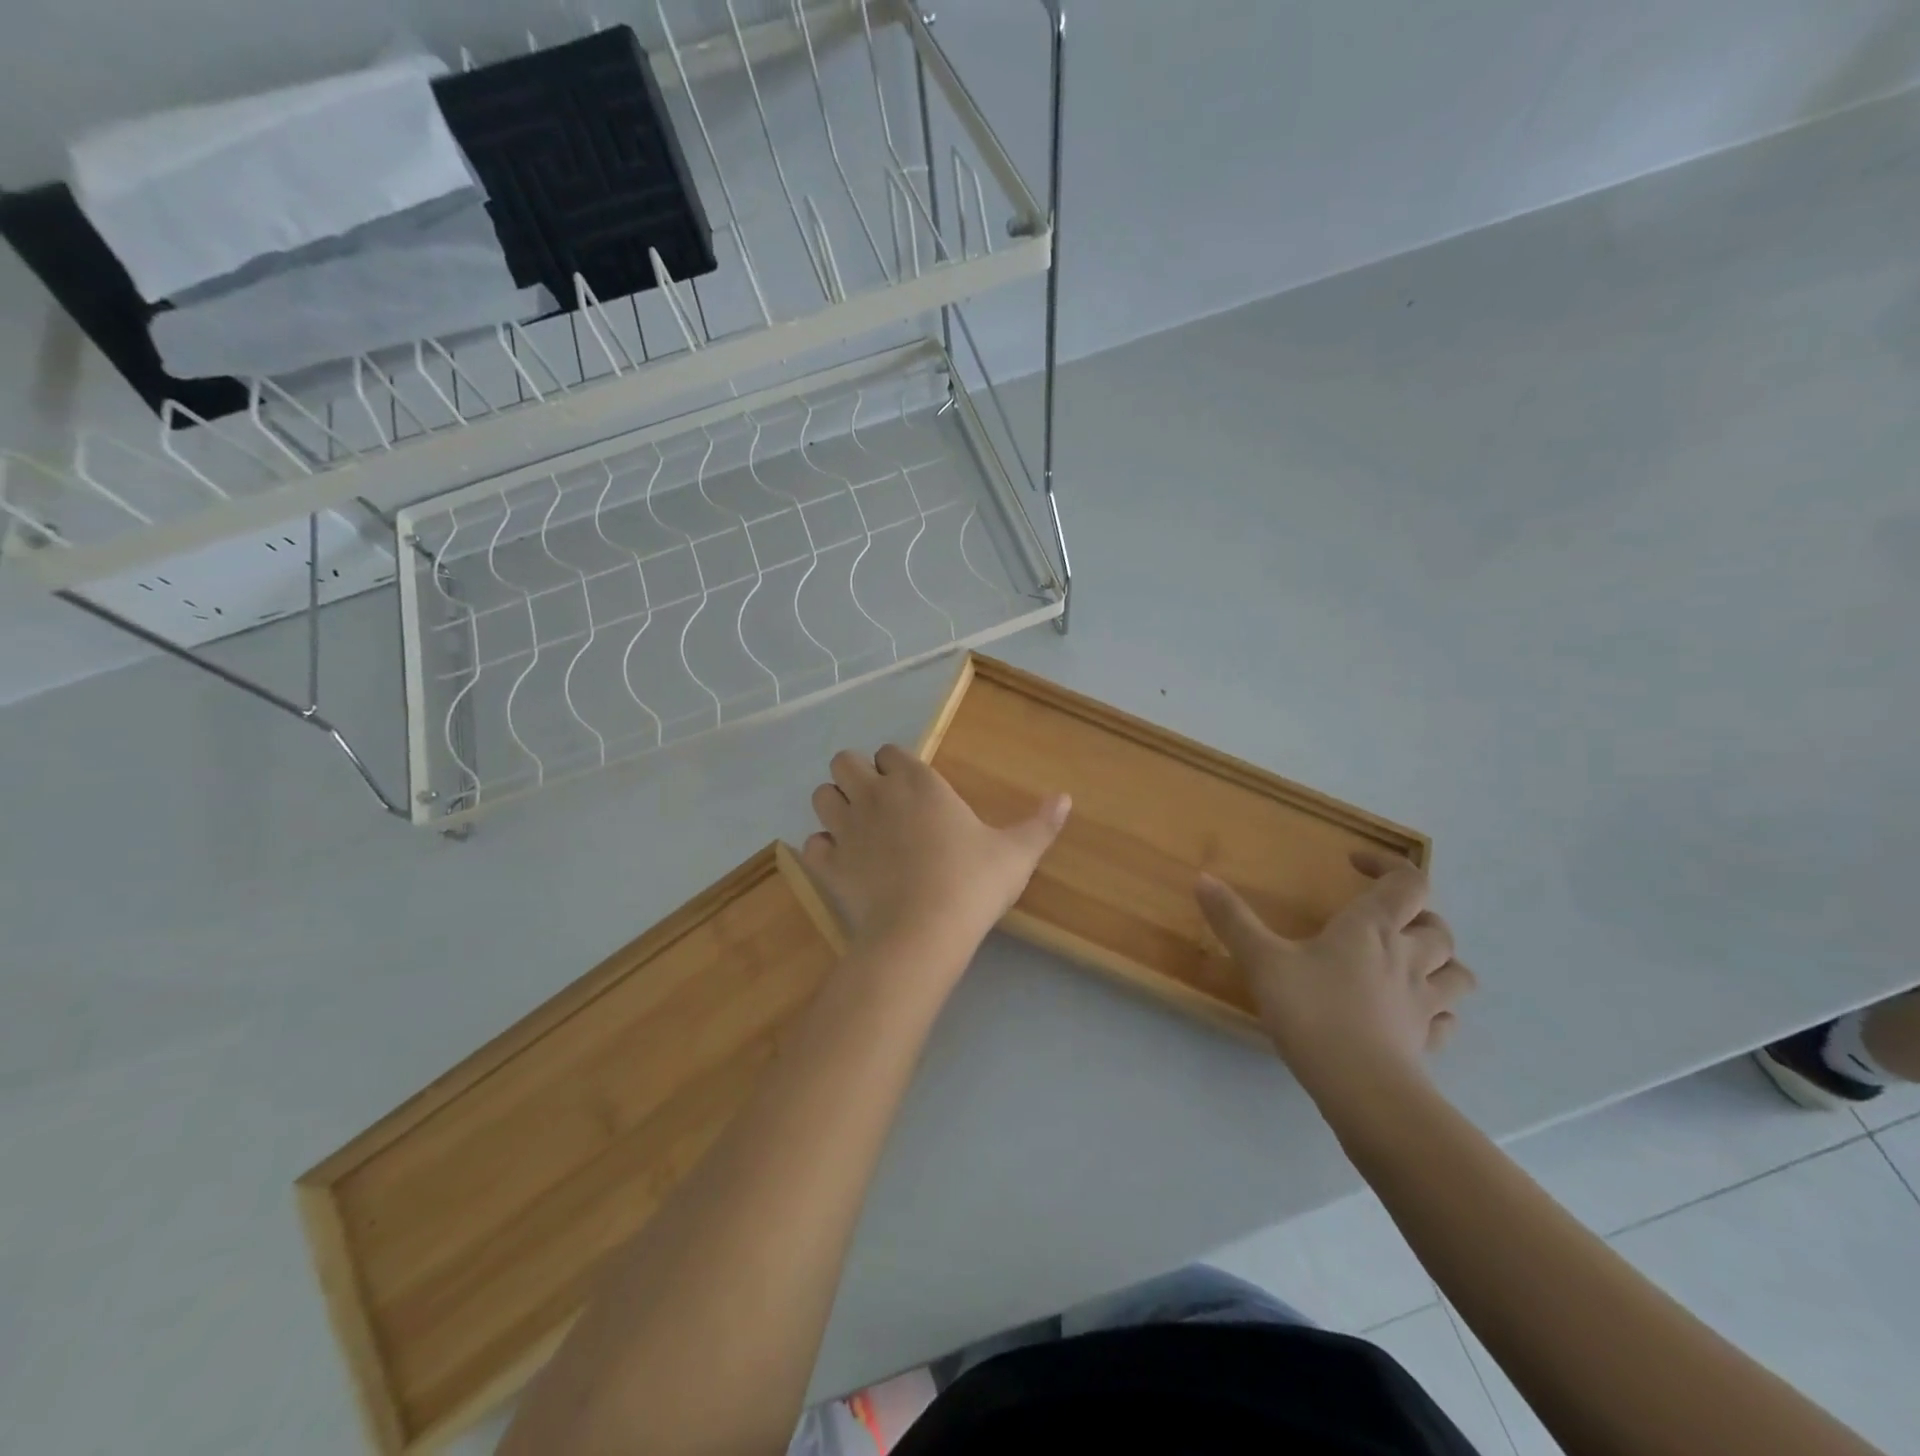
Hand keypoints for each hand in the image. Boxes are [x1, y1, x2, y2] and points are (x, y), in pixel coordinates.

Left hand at [804, 745, 1069, 960]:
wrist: (924, 931)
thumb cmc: (972, 883)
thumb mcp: (1016, 853)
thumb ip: (1040, 824)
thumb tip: (1066, 798)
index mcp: (918, 782)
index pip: (890, 752)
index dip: (896, 765)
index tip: (910, 787)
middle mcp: (875, 794)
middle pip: (845, 761)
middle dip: (856, 775)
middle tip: (877, 802)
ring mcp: (846, 827)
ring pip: (821, 795)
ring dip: (835, 806)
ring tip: (856, 828)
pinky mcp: (828, 863)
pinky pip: (812, 844)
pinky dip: (823, 850)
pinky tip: (842, 863)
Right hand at [1195, 852, 1475, 1100]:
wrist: (1363, 1089)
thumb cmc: (1313, 1012)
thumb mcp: (1262, 961)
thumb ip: (1233, 920)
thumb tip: (1202, 878)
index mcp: (1373, 929)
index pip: (1407, 882)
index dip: (1389, 865)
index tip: (1355, 863)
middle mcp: (1407, 958)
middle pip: (1437, 926)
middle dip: (1417, 914)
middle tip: (1381, 917)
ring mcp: (1423, 1003)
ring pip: (1455, 972)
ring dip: (1440, 960)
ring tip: (1410, 961)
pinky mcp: (1426, 1042)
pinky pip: (1446, 1019)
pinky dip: (1437, 1009)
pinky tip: (1413, 1013)